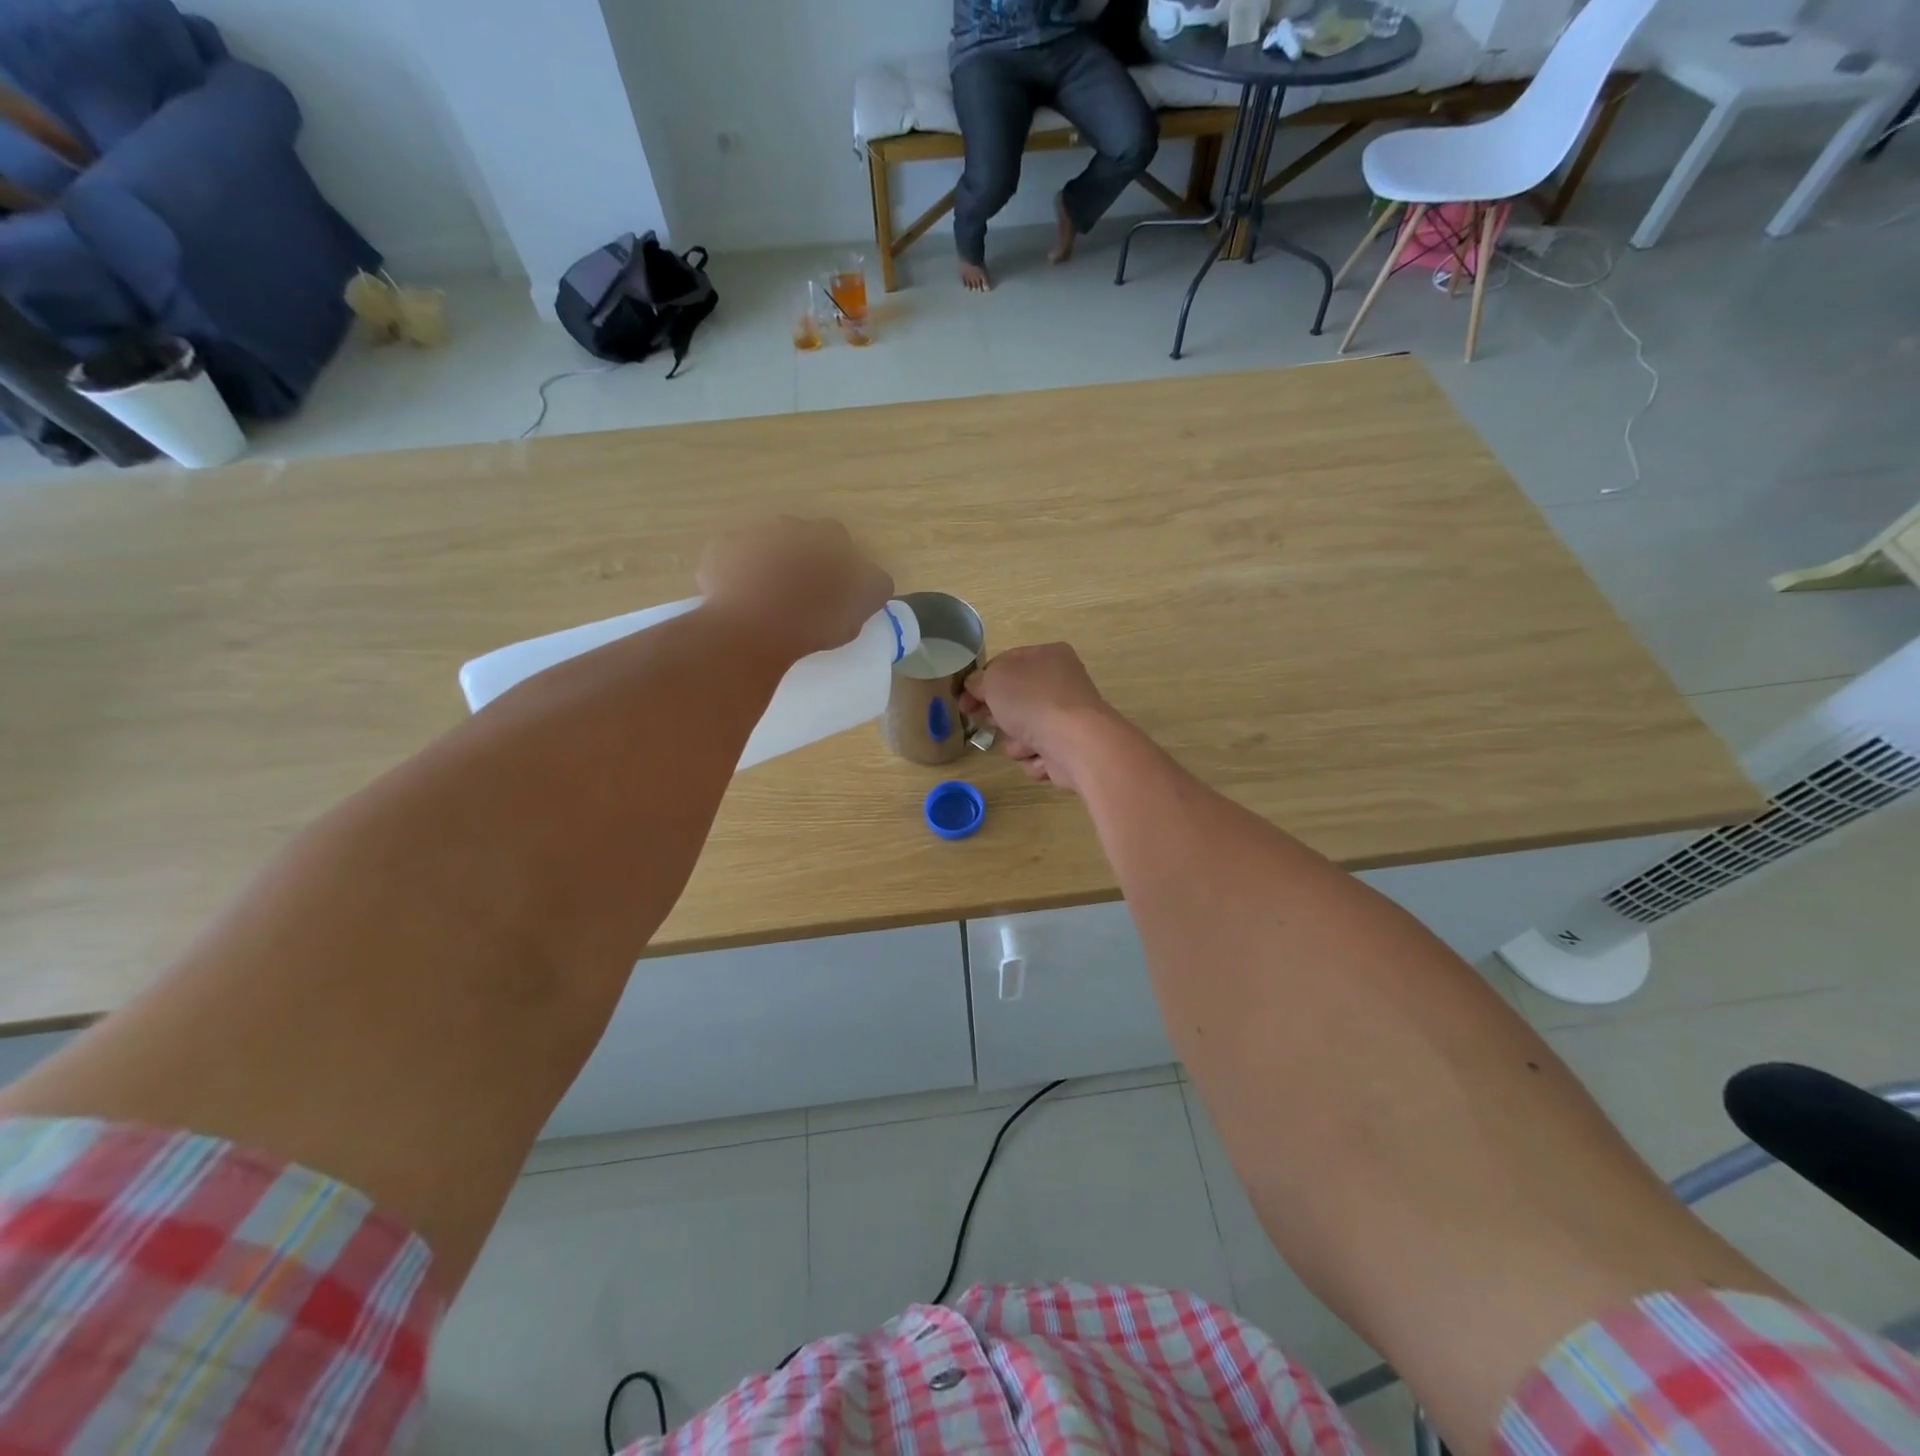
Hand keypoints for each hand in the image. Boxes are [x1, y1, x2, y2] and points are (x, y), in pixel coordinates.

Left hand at [698, 518, 893, 661]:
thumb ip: (871, 589)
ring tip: (767, 601)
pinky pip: (731, 559)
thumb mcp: (858, 612)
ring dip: (769, 564)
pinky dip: (735, 574)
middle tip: (801, 597)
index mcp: (829, 537)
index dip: (841, 569)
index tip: (835, 594)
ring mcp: (751, 534)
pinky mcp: (719, 550)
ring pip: (765, 547)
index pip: (843, 546)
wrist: (751, 630)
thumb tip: (873, 581)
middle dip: (802, 561)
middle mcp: (791, 526)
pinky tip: (738, 600)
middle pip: (802, 540)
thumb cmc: (812, 622)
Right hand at [961, 643, 1120, 793]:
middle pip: (1015, 701)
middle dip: (999, 715)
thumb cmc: (1033, 700)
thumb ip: (978, 680)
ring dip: (1016, 740)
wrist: (1075, 743)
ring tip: (1025, 741)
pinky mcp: (1069, 749)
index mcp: (1048, 656)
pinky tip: (1042, 756)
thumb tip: (975, 687)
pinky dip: (1034, 757)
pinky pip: (1037, 754)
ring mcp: (1067, 719)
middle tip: (989, 721)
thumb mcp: (994, 679)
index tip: (963, 699)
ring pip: (1023, 731)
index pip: (1006, 663)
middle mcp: (1061, 684)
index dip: (981, 681)